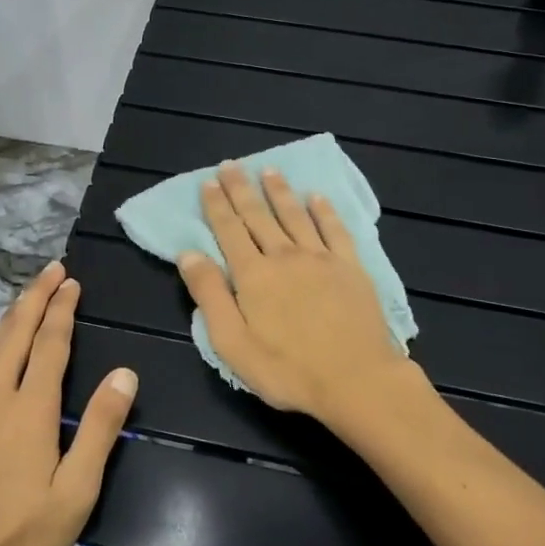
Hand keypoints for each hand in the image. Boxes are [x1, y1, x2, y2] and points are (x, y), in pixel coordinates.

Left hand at [0, 261, 138, 545]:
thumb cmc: (19, 533)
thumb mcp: (75, 491)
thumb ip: (100, 429)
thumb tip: (125, 374)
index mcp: (30, 406)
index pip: (49, 343)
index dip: (61, 309)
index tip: (71, 282)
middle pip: (16, 331)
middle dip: (35, 296)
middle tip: (52, 269)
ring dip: (13, 314)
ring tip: (28, 294)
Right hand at [177, 162, 408, 427]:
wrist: (357, 381)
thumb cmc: (288, 370)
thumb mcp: (232, 343)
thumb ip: (209, 295)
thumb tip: (187, 254)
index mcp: (253, 274)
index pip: (229, 230)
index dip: (217, 205)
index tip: (208, 182)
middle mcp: (284, 255)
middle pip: (259, 215)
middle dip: (241, 189)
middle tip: (231, 165)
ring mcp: (320, 258)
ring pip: (295, 215)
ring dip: (280, 191)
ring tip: (268, 170)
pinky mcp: (351, 267)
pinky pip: (335, 229)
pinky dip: (324, 211)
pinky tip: (317, 197)